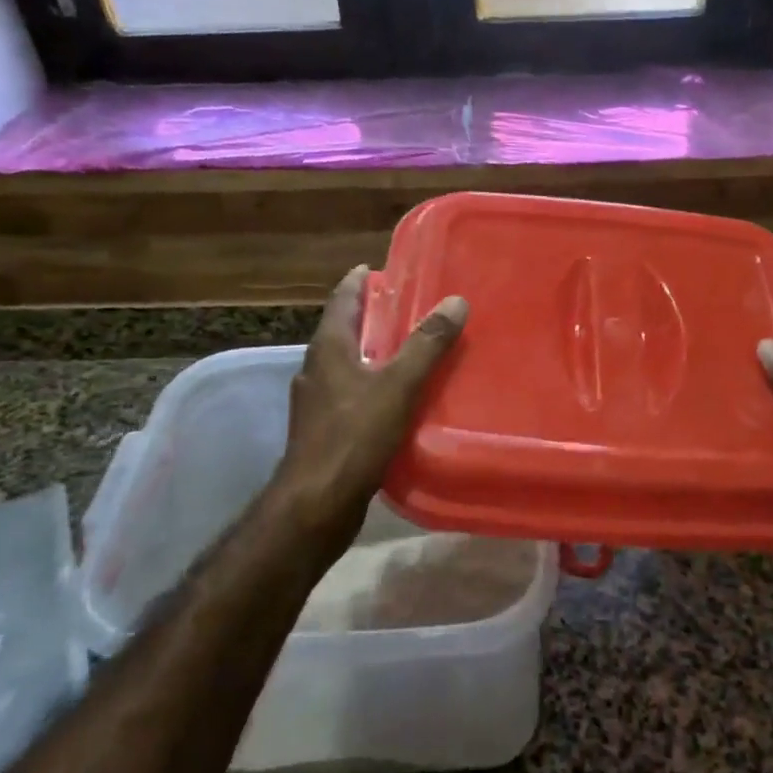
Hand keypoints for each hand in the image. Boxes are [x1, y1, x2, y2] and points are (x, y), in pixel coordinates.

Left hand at [270, 265, 467, 552]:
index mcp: (328, 348)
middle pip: (344, 330)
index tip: (378, 268)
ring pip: (347, 365)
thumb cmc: (354, 436)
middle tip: (407, 308)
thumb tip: (455, 301)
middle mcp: (317, 369)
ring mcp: (317, 402)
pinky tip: (397, 399)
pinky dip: (373, 385)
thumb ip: (426, 344)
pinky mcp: (324, 431)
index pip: (342, 300)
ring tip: (409, 351)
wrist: (316, 504)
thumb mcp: (398, 385)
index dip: (359, 282)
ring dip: (373, 353)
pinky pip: (351, 395)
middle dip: (371, 317)